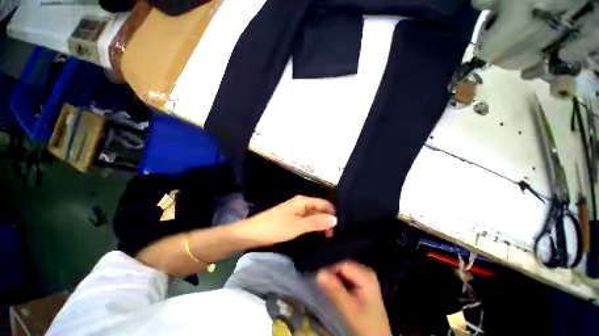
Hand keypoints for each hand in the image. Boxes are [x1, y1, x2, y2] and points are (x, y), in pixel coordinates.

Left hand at [233, 195, 336, 246]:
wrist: (252, 233)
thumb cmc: (276, 227)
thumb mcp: (298, 225)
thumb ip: (317, 222)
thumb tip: (335, 219)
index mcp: (303, 201)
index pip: (324, 204)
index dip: (332, 213)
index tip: (339, 228)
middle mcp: (301, 203)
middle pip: (319, 209)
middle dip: (327, 220)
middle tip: (333, 237)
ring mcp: (296, 211)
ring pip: (313, 216)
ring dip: (320, 225)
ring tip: (328, 239)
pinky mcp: (292, 219)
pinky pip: (306, 221)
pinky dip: (313, 227)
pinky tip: (317, 236)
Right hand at [317, 261, 391, 335]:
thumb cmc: (365, 324)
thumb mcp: (349, 309)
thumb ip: (335, 290)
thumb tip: (319, 273)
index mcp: (366, 275)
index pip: (342, 265)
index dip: (330, 270)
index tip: (319, 278)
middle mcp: (366, 271)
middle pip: (343, 266)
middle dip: (331, 273)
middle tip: (321, 282)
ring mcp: (364, 276)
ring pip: (343, 271)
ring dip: (334, 277)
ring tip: (326, 285)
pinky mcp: (362, 282)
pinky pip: (346, 276)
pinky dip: (338, 281)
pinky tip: (334, 288)